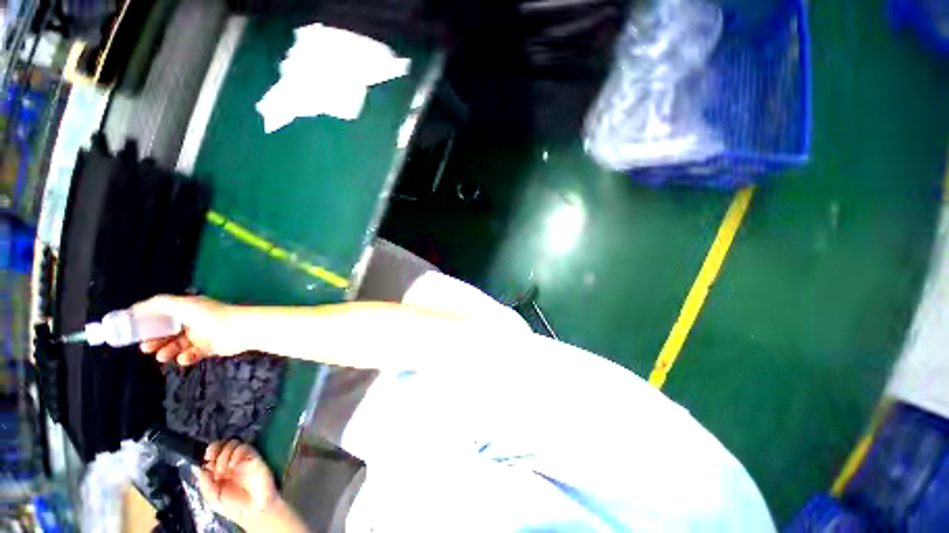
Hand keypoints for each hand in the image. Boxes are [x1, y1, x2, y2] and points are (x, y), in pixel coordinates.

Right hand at [133, 295, 244, 365]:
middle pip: (169, 332)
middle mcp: (195, 321)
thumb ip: (159, 304)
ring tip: (162, 356)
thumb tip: (135, 308)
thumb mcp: (181, 305)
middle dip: (156, 340)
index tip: (135, 332)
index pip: (165, 316)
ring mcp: (203, 334)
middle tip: (146, 348)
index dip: (150, 324)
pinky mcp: (210, 347)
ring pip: (178, 345)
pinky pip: (193, 354)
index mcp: (189, 308)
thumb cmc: (209, 315)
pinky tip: (184, 358)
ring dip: (168, 351)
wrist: (239, 329)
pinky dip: (187, 357)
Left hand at [195, 440, 278, 526]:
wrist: (253, 510)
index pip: (212, 454)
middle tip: (214, 460)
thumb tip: (199, 467)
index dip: (209, 452)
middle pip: (222, 445)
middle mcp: (229, 463)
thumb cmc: (233, 506)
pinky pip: (245, 448)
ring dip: (225, 453)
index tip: (206, 457)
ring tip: (225, 469)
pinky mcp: (254, 457)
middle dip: (217, 450)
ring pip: (233, 444)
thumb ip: (205, 483)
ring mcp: (242, 459)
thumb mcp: (213, 498)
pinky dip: (237, 453)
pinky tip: (233, 464)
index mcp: (218, 471)